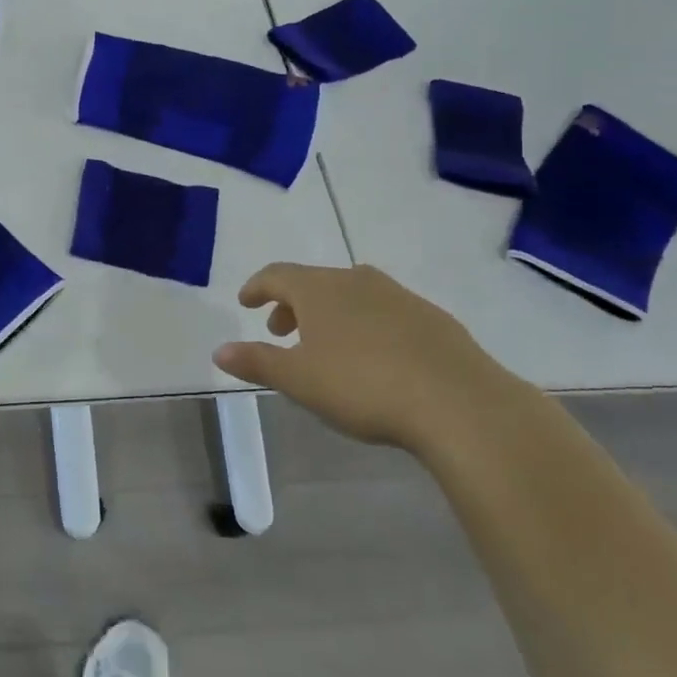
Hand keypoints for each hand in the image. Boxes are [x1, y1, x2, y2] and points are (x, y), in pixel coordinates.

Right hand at [213, 261, 530, 448]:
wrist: (458, 401)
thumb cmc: (363, 386)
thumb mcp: (299, 380)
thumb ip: (257, 361)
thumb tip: (218, 350)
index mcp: (319, 289)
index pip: (277, 275)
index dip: (257, 287)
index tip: (246, 301)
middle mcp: (356, 280)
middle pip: (313, 282)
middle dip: (292, 304)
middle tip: (281, 330)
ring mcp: (398, 295)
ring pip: (351, 294)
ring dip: (329, 312)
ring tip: (326, 344)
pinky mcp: (431, 317)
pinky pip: (384, 310)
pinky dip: (365, 323)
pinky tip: (375, 355)